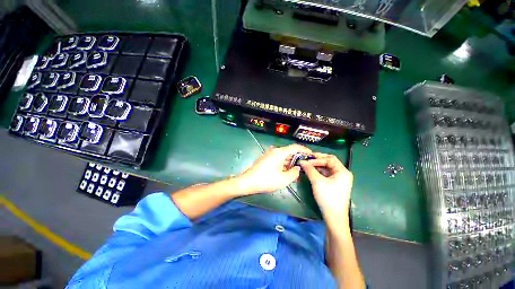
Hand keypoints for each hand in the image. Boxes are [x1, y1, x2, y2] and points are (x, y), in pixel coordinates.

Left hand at [237, 144, 311, 193]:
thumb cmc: (266, 180)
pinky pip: (278, 159)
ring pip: (284, 156)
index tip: (311, 155)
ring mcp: (269, 154)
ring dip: (291, 163)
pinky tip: (287, 172)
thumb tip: (297, 168)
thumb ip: (294, 173)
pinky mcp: (266, 159)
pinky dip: (284, 164)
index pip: (295, 147)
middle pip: (290, 151)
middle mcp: (275, 150)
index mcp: (279, 152)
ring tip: (297, 171)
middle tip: (305, 166)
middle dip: (298, 158)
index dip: (305, 150)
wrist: (247, 182)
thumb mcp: (284, 179)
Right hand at [300, 153, 352, 224]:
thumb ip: (309, 169)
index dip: (318, 158)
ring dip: (317, 166)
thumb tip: (301, 161)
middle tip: (306, 160)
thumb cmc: (327, 197)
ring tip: (307, 166)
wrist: (334, 217)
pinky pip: (326, 174)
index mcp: (342, 171)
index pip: (330, 159)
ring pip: (327, 168)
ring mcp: (339, 179)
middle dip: (317, 160)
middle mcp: (343, 173)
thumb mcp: (317, 181)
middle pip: (329, 162)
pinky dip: (318, 172)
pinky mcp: (335, 184)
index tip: (307, 160)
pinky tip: (311, 172)